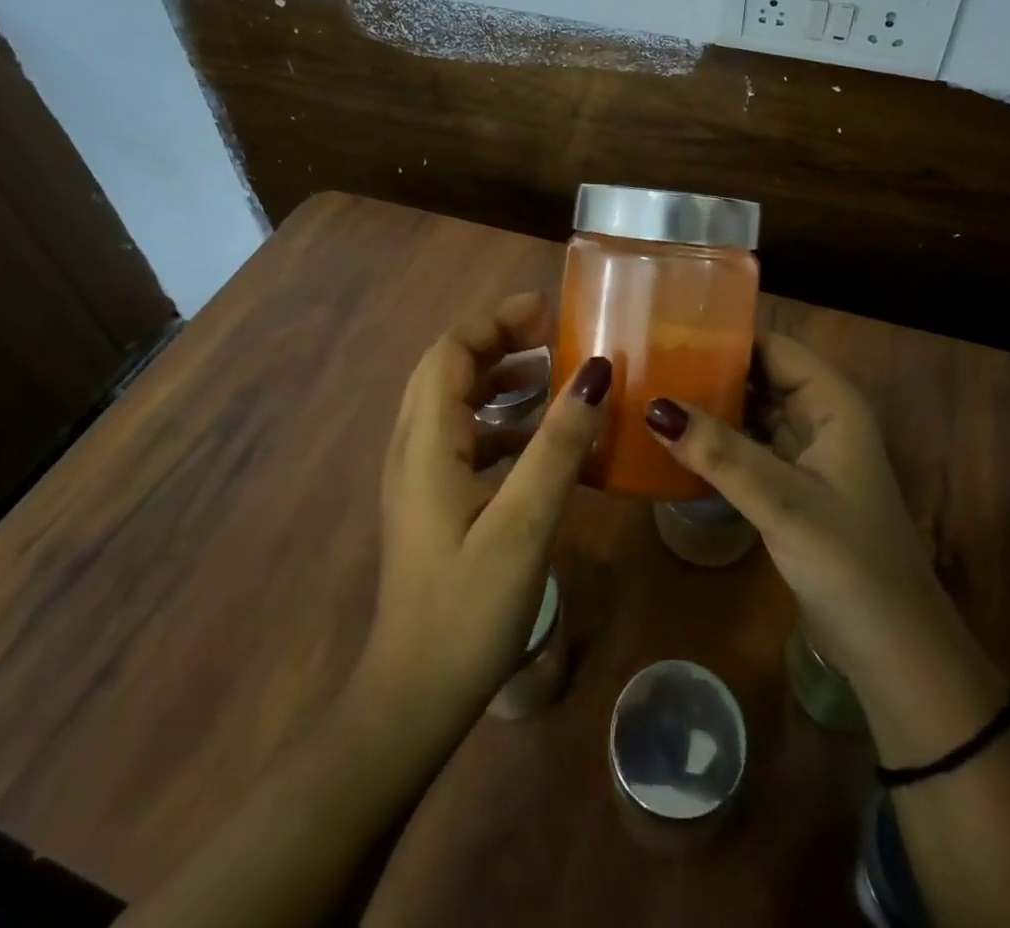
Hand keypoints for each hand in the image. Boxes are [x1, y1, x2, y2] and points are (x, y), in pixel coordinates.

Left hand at [355, 293, 610, 730]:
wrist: (413, 699)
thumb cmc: (467, 610)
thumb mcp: (524, 523)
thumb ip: (559, 445)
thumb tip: (596, 372)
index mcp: (427, 443)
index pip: (450, 351)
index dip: (495, 321)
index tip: (547, 309)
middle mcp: (414, 449)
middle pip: (449, 370)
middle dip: (500, 342)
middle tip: (555, 336)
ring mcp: (421, 478)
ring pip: (457, 404)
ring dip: (501, 381)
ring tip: (555, 379)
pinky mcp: (433, 504)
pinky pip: (465, 440)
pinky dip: (502, 424)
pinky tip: (544, 444)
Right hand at [643, 334, 958, 696]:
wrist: (893, 651)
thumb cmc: (849, 563)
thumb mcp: (782, 502)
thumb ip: (720, 454)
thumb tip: (654, 407)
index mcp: (833, 404)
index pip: (775, 347)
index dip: (728, 336)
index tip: (669, 332)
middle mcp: (821, 420)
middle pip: (761, 377)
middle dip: (711, 371)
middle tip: (648, 365)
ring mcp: (808, 457)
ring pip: (754, 414)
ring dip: (712, 408)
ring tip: (651, 396)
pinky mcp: (793, 490)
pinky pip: (751, 450)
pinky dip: (719, 445)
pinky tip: (678, 447)